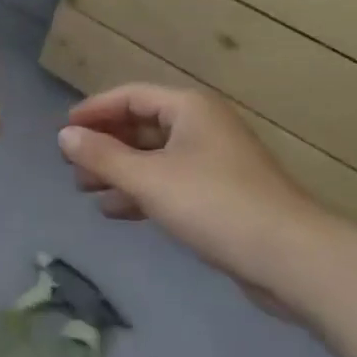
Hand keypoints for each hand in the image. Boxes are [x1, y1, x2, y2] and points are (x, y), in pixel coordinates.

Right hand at [59, 84, 322, 306]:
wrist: (293, 259)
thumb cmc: (215, 205)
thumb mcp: (148, 179)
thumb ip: (102, 156)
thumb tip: (64, 136)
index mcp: (188, 108)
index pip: (130, 97)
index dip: (94, 111)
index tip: (64, 131)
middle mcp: (202, 126)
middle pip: (141, 126)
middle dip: (104, 146)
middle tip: (72, 166)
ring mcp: (214, 161)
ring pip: (154, 157)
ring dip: (119, 172)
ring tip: (85, 191)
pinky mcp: (222, 194)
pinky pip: (170, 182)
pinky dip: (142, 192)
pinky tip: (116, 211)